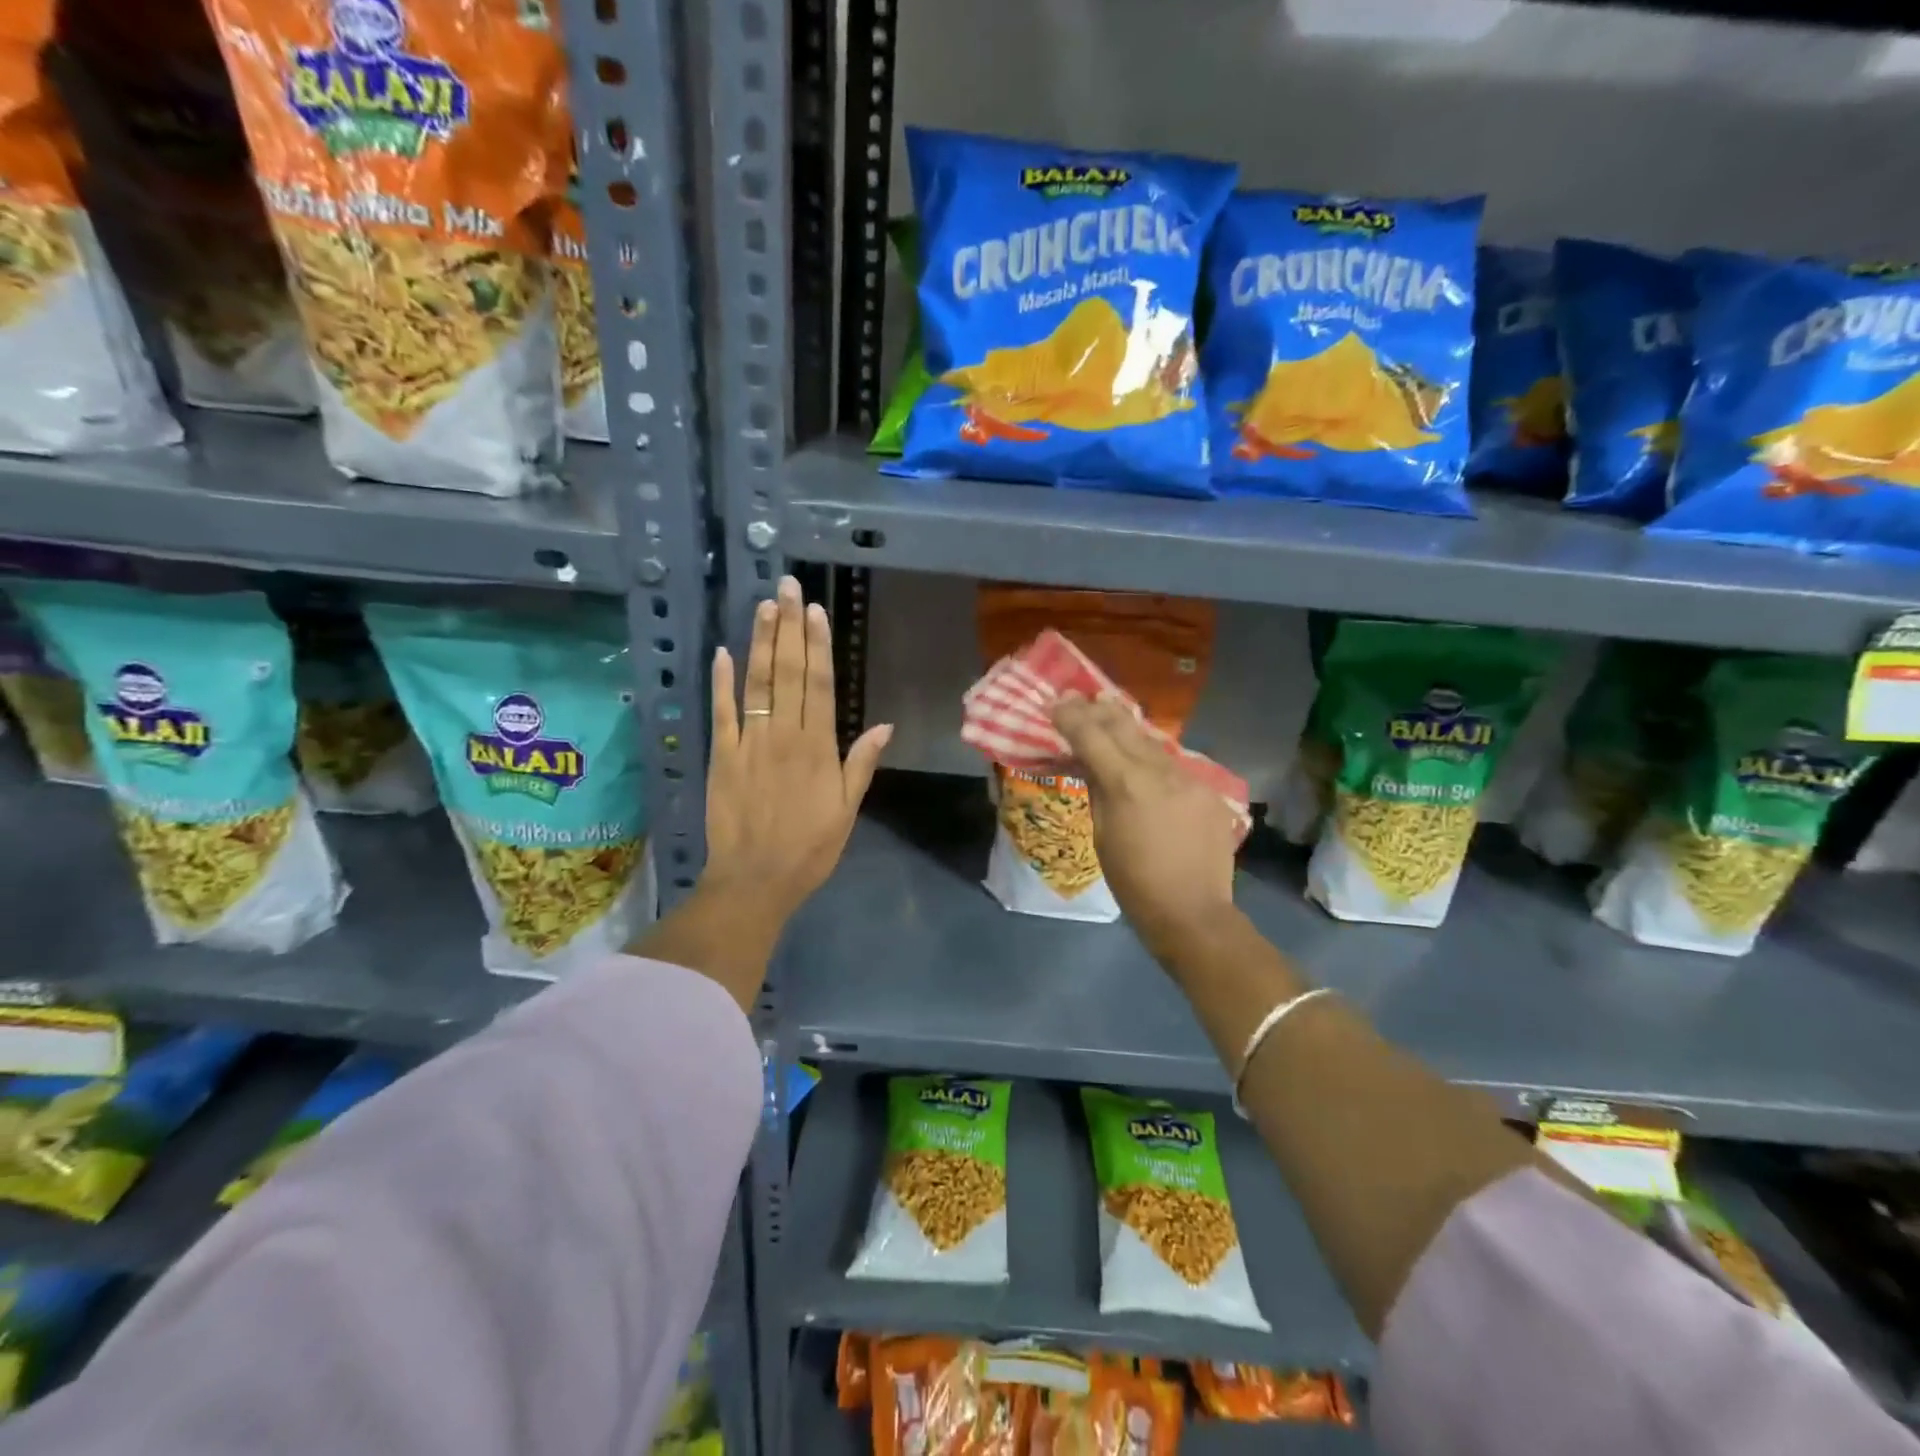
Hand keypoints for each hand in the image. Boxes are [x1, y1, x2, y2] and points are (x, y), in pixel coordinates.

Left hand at [703, 576, 892, 924]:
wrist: (755, 881)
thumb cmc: (810, 848)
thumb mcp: (847, 810)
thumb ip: (861, 763)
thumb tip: (884, 724)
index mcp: (818, 747)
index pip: (819, 684)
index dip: (818, 645)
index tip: (816, 611)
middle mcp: (783, 735)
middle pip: (787, 672)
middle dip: (789, 627)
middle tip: (788, 587)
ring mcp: (748, 744)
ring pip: (755, 684)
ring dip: (760, 642)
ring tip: (765, 606)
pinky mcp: (719, 757)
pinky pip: (720, 714)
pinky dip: (721, 682)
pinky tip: (723, 653)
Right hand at [1052, 693, 1237, 958]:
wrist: (1193, 912)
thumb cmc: (1134, 883)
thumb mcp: (1102, 835)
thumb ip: (1097, 790)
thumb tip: (1090, 763)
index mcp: (1127, 784)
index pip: (1092, 735)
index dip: (1070, 716)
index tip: (1055, 704)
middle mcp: (1160, 770)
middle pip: (1124, 725)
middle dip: (1097, 710)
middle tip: (1078, 700)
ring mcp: (1189, 777)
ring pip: (1151, 740)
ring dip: (1126, 728)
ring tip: (1107, 715)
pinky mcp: (1207, 790)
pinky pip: (1172, 763)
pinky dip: (1150, 756)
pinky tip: (1141, 759)